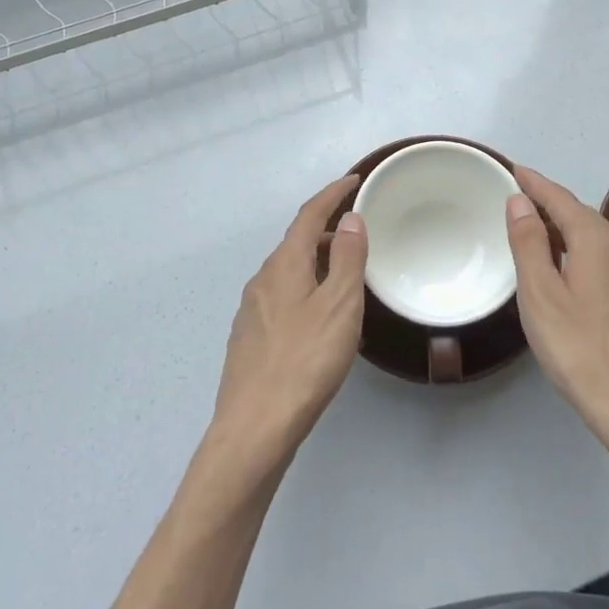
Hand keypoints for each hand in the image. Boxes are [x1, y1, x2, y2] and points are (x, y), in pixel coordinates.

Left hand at [209, 174, 366, 472]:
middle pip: (296, 242)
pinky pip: (282, 296)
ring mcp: (252, 310)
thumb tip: (349, 219)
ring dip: (315, 261)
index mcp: (283, 264)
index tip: (354, 181)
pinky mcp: (250, 338)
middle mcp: (262, 279)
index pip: (308, 215)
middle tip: (358, 233)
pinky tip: (319, 315)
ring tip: (344, 273)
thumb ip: (346, 259)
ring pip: (288, 271)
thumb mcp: (339, 305)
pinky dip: (305, 288)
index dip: (332, 194)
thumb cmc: (304, 361)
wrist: (254, 427)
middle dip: (326, 230)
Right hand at [506, 167, 608, 458]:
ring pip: (596, 238)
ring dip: (566, 228)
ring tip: (540, 231)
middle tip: (521, 198)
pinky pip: (605, 259)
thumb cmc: (581, 350)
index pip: (561, 198)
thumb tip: (521, 200)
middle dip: (551, 202)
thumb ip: (529, 243)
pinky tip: (571, 270)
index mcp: (596, 241)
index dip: (536, 183)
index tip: (514, 169)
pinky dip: (581, 251)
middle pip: (581, 215)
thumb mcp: (540, 295)